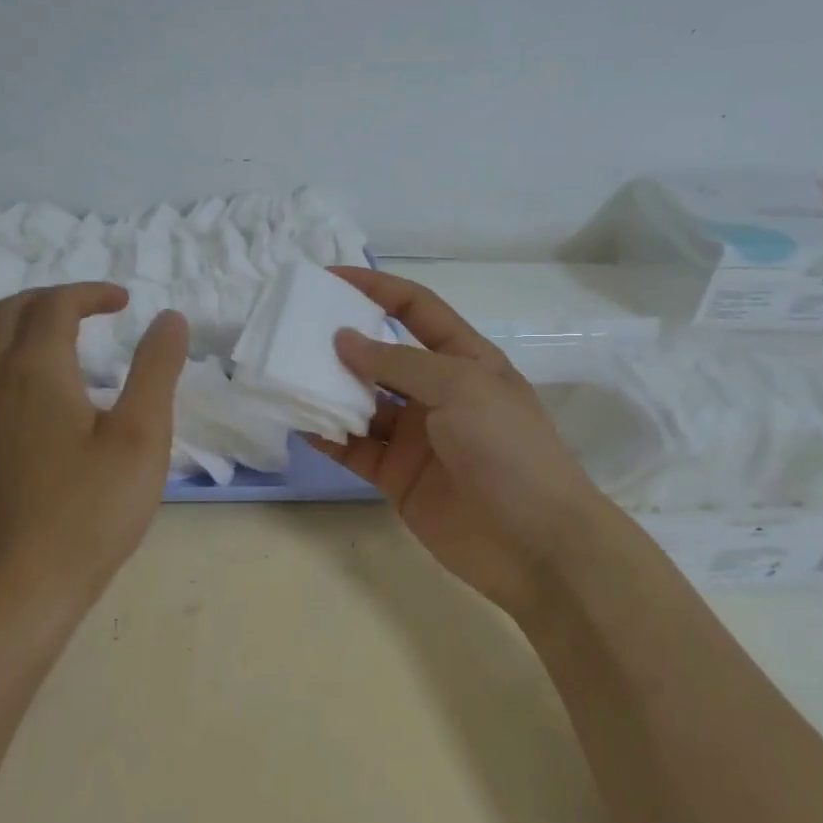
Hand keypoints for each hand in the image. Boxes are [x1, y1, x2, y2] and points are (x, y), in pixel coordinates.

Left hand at [0, 283, 188, 631]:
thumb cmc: (92, 509)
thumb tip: (169, 318)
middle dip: (54, 298)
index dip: (92, 293)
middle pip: (10, 311)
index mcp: (36, 370)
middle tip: (95, 310)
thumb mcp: (142, 435)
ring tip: (67, 337)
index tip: (127, 303)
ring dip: (26, 322)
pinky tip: (45, 387)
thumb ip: (156, 370)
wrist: (25, 582)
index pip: (56, 305)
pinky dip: (13, 353)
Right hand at [311, 268, 605, 621]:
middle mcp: (437, 392)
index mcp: (464, 359)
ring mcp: (415, 436)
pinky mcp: (397, 475)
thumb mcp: (460, 387)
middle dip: (342, 341)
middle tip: (294, 332)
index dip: (376, 288)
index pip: (416, 308)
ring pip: (362, 403)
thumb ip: (398, 362)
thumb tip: (343, 340)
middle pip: (382, 356)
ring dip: (329, 390)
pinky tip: (299, 424)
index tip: (329, 279)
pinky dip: (329, 436)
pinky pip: (355, 448)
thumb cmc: (507, 449)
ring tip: (287, 375)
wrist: (535, 544)